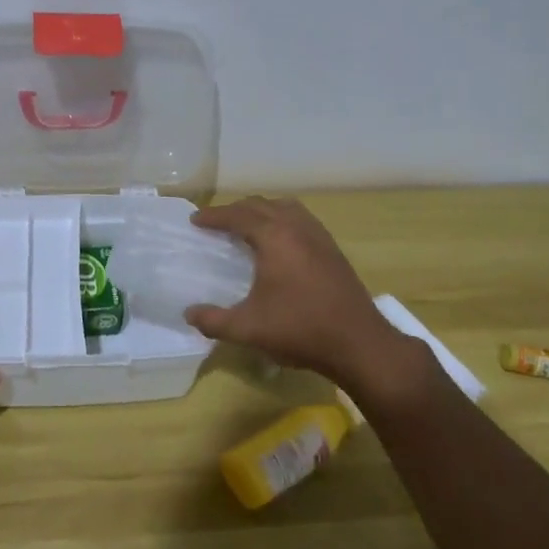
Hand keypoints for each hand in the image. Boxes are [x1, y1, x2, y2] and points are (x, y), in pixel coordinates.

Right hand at [184, 196, 408, 393]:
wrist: (358, 343)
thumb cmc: (300, 330)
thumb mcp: (248, 329)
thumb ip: (213, 320)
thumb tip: (189, 314)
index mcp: (274, 237)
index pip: (237, 216)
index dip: (213, 216)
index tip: (195, 220)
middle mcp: (296, 227)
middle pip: (260, 205)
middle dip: (235, 210)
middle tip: (216, 223)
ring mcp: (319, 236)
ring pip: (285, 207)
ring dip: (262, 210)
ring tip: (247, 226)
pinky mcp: (333, 249)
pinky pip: (302, 219)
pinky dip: (283, 219)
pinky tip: (280, 242)